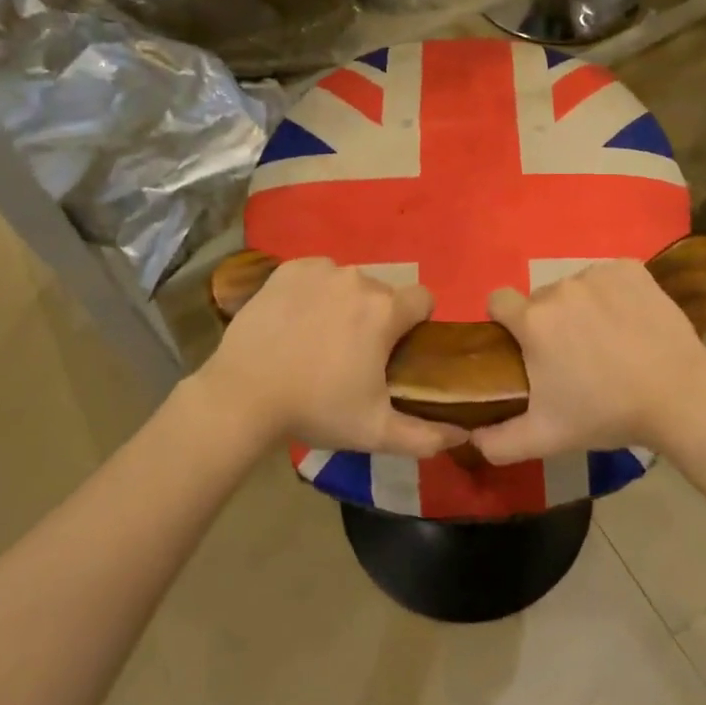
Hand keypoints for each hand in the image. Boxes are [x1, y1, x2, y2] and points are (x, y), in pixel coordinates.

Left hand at [196, 257, 469, 457]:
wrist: (242, 397)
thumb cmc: (316, 410)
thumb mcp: (376, 432)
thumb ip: (426, 436)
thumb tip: (463, 436)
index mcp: (385, 310)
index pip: (424, 299)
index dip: (416, 324)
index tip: (396, 351)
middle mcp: (358, 279)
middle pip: (384, 293)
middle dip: (377, 318)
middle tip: (352, 356)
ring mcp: (321, 270)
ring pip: (350, 282)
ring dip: (345, 304)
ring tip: (319, 339)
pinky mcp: (288, 269)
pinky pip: (317, 274)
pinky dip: (315, 291)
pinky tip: (297, 320)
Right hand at [472, 259, 705, 464]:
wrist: (679, 395)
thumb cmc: (606, 413)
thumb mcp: (545, 438)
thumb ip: (497, 442)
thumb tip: (469, 437)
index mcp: (533, 320)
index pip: (498, 300)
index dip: (504, 321)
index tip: (522, 345)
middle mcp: (560, 287)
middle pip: (541, 299)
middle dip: (549, 322)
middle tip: (573, 357)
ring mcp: (598, 273)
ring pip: (575, 287)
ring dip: (582, 308)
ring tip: (608, 342)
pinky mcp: (631, 269)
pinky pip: (609, 277)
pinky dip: (614, 295)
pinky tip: (630, 322)